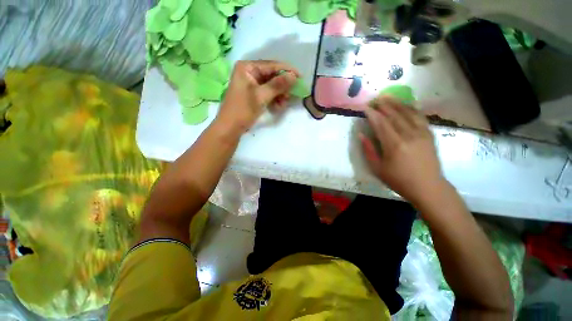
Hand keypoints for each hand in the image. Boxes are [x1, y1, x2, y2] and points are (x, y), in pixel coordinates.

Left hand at [216, 60, 298, 133]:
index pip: (271, 65)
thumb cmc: (243, 110)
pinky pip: (267, 93)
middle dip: (283, 86)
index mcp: (247, 68)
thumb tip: (294, 76)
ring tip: (284, 103)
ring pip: (271, 85)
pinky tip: (278, 106)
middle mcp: (249, 72)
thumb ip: (278, 85)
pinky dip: (274, 99)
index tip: (300, 77)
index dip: (287, 70)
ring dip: (279, 94)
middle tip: (292, 94)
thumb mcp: (261, 96)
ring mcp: (251, 84)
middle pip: (272, 75)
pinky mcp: (253, 94)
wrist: (230, 127)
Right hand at [360, 96, 445, 204]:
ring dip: (396, 103)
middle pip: (394, 115)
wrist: (428, 187)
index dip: (372, 114)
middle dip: (383, 105)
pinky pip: (420, 117)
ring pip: (408, 113)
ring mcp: (421, 133)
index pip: (381, 123)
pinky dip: (412, 108)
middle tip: (375, 98)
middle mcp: (408, 135)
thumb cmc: (399, 180)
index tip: (365, 107)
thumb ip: (368, 150)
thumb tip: (361, 135)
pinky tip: (406, 104)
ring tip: (388, 96)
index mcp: (394, 145)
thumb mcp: (377, 168)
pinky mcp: (429, 134)